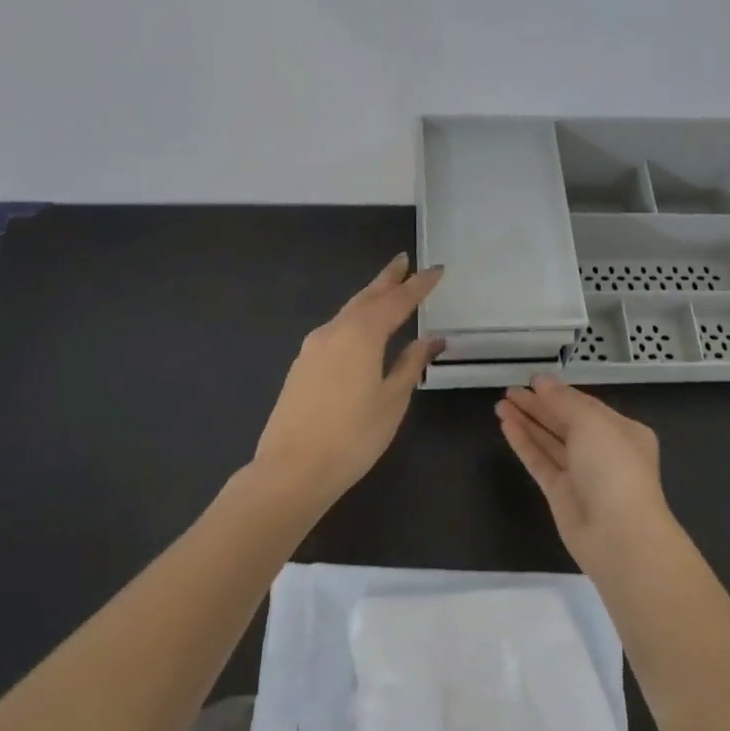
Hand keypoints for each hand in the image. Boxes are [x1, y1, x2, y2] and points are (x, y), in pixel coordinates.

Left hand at [254, 254, 444, 511]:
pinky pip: (335, 330)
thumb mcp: (392, 400)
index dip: (419, 285)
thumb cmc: (353, 436)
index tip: (437, 269)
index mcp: (362, 334)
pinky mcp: (302, 365)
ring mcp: (313, 347)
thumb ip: (412, 364)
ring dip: (370, 298)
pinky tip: (361, 330)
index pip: (398, 301)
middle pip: (367, 297)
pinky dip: (355, 320)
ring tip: (387, 290)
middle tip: (404, 261)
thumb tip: (432, 339)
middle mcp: (335, 331)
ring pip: (348, 312)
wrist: (292, 469)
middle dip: (388, 279)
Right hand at [496, 376, 676, 573]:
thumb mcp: (591, 423)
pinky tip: (506, 426)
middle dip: (539, 406)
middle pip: (565, 422)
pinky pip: (540, 462)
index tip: (531, 380)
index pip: (585, 405)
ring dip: (527, 422)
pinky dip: (524, 443)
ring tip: (500, 404)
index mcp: (622, 431)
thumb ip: (563, 401)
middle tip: (509, 391)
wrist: (619, 534)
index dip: (558, 392)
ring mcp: (581, 474)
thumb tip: (541, 381)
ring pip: (550, 442)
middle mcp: (603, 451)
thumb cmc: (613, 467)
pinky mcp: (561, 494)